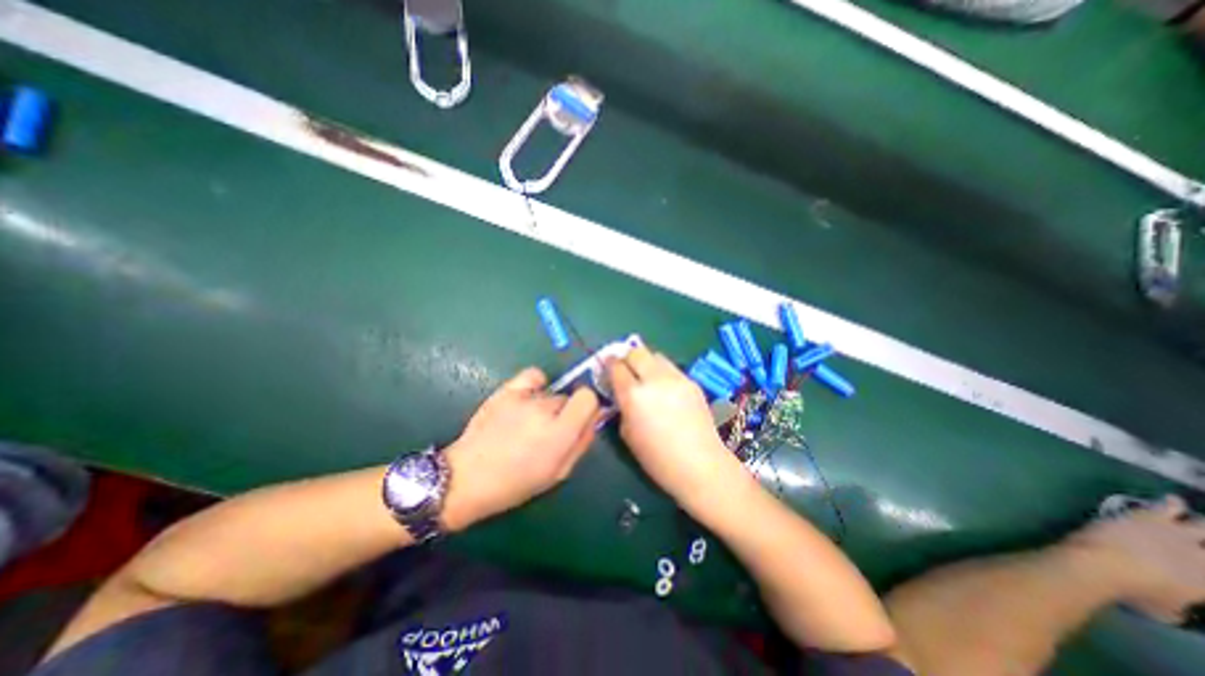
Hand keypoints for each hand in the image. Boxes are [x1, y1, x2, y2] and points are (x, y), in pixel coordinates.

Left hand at [442, 368, 597, 529]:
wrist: (466, 477)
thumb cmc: (515, 483)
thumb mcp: (557, 473)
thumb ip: (581, 444)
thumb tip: (593, 420)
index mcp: (560, 434)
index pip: (588, 398)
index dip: (588, 408)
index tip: (580, 421)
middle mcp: (544, 409)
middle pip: (569, 397)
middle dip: (566, 412)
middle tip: (550, 431)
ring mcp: (523, 397)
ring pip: (551, 392)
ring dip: (548, 405)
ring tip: (530, 421)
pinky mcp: (506, 390)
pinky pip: (533, 376)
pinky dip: (536, 384)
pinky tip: (528, 398)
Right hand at [607, 346, 750, 509]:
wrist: (700, 464)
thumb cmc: (658, 458)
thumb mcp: (627, 434)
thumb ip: (622, 408)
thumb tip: (622, 395)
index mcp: (634, 395)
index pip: (616, 367)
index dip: (609, 365)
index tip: (607, 367)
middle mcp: (654, 379)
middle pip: (636, 352)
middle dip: (627, 357)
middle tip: (625, 368)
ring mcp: (676, 378)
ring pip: (655, 355)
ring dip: (646, 362)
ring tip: (646, 376)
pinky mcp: (691, 381)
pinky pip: (671, 367)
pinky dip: (662, 372)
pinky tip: (665, 388)